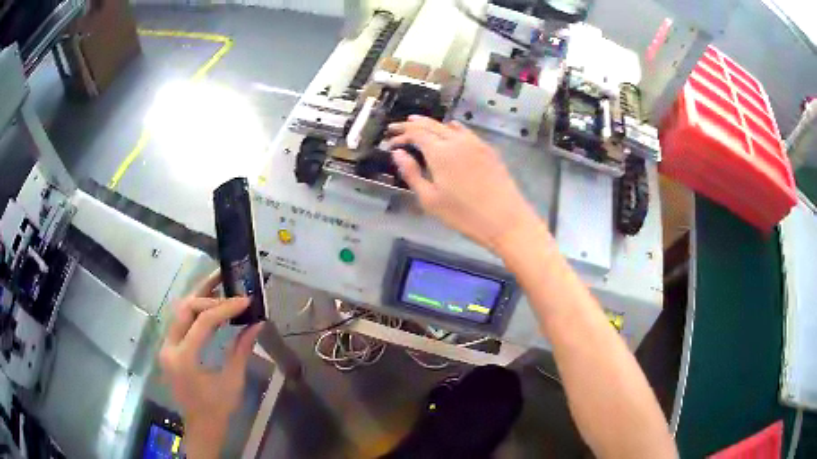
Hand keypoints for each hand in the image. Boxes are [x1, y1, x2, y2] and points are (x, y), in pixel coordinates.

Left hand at [159, 271, 263, 456]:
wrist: (201, 426)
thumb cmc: (218, 408)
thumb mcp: (233, 381)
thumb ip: (241, 349)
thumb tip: (257, 323)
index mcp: (184, 358)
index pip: (203, 322)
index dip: (225, 308)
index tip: (245, 300)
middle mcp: (169, 348)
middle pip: (185, 309)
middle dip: (208, 295)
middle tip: (228, 284)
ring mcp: (166, 347)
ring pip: (179, 312)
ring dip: (199, 298)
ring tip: (218, 285)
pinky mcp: (169, 349)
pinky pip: (180, 322)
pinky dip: (195, 312)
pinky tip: (210, 309)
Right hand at [387, 115, 539, 252]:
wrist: (505, 219)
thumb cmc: (463, 215)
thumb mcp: (430, 200)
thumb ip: (412, 173)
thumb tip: (398, 154)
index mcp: (440, 151)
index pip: (416, 133)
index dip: (401, 134)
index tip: (390, 141)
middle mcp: (457, 140)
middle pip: (430, 125)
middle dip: (411, 125)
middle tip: (397, 128)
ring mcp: (475, 143)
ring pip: (448, 126)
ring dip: (431, 124)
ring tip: (418, 125)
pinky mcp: (487, 150)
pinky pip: (465, 131)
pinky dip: (451, 128)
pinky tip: (450, 130)